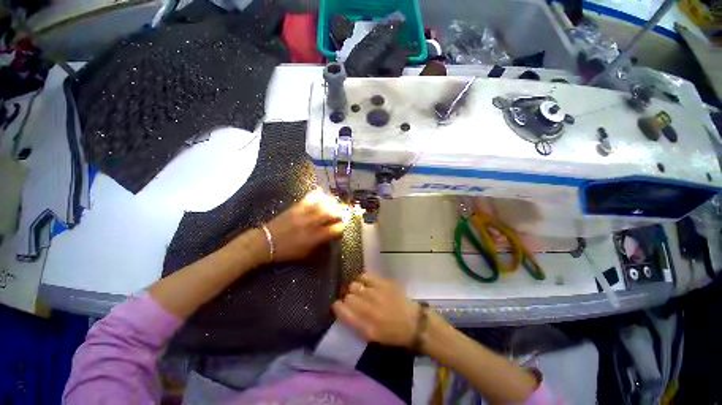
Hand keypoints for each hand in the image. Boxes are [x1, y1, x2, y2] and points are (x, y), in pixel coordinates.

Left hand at [265, 188, 346, 262]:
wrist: (266, 242)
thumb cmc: (286, 251)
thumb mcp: (305, 253)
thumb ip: (319, 245)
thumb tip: (329, 238)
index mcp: (315, 237)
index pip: (335, 229)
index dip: (341, 228)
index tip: (341, 228)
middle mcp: (312, 224)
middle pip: (331, 214)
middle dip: (339, 213)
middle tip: (342, 214)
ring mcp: (304, 214)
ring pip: (323, 205)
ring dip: (331, 204)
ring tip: (335, 205)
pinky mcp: (296, 207)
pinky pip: (309, 198)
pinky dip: (317, 195)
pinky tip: (322, 195)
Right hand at [332, 273, 419, 347]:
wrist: (413, 323)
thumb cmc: (392, 334)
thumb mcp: (371, 336)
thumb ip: (355, 323)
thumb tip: (344, 309)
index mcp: (363, 326)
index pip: (341, 310)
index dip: (337, 306)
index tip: (339, 305)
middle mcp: (367, 309)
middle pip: (347, 296)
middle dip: (348, 298)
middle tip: (354, 300)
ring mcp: (375, 294)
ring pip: (354, 285)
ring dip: (355, 289)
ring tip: (361, 291)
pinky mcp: (382, 283)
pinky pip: (365, 276)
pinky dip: (363, 279)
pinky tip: (367, 283)